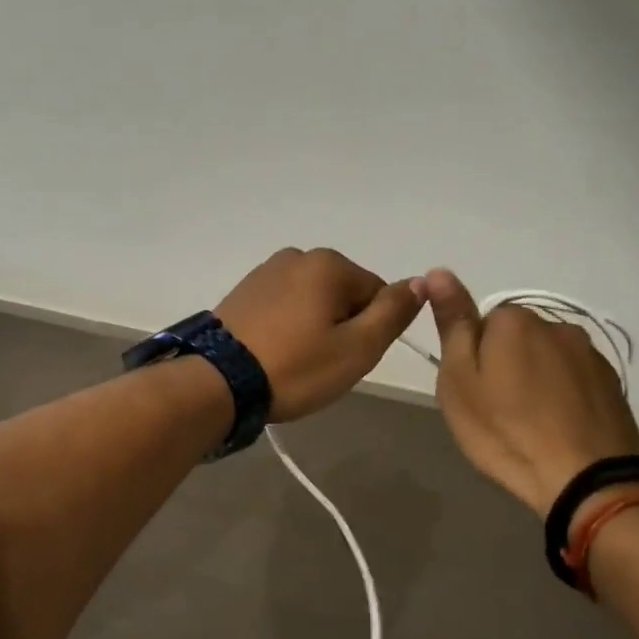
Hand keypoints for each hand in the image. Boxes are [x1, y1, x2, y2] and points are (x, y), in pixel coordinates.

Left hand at [216, 249, 425, 421]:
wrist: (217, 382)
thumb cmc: (295, 367)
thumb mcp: (357, 348)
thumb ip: (394, 312)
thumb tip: (422, 281)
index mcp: (329, 264)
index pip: (376, 295)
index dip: (369, 332)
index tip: (345, 358)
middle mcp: (297, 256)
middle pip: (344, 295)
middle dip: (341, 328)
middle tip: (320, 364)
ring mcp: (265, 272)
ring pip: (313, 303)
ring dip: (313, 329)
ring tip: (294, 361)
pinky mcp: (243, 292)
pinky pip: (283, 307)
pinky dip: (287, 328)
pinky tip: (274, 353)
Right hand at [426, 268, 638, 513]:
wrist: (585, 478)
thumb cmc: (506, 430)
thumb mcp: (459, 380)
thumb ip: (453, 324)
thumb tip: (438, 271)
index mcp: (514, 321)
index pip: (481, 325)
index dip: (473, 360)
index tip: (474, 394)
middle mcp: (555, 325)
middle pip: (516, 339)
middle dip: (506, 365)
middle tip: (497, 412)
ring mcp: (589, 353)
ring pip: (546, 358)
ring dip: (536, 380)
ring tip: (530, 425)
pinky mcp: (611, 383)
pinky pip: (573, 380)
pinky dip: (562, 396)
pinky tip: (557, 428)